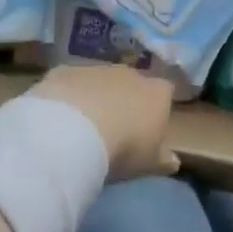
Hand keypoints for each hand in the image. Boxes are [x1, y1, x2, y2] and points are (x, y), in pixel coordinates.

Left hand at [32, 65, 178, 179]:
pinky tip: (59, 117)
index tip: (147, 130)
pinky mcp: (66, 70)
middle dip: (124, 101)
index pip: (165, 93)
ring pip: (100, 81)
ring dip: (95, 97)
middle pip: (132, 84)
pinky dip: (68, 96)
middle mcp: (130, 73)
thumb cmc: (122, 149)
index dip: (156, 109)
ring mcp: (97, 68)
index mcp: (157, 93)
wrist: (73, 131)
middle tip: (113, 130)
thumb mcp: (147, 163)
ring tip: (82, 127)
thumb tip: (174, 161)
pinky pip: (71, 82)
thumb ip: (162, 159)